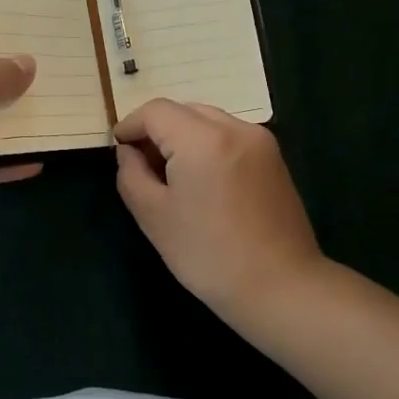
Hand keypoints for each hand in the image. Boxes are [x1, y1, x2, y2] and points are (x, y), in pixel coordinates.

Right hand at [114, 99, 323, 329]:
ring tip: (171, 174)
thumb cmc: (208, 255)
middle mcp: (235, 128)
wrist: (280, 288)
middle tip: (141, 164)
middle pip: (184, 110)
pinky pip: (230, 136)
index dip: (130, 125)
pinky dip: (207, 145)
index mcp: (203, 139)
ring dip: (182, 136)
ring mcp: (260, 142)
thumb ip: (131, 174)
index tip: (118, 149)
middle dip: (157, 129)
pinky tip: (201, 181)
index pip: (156, 111)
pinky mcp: (274, 159)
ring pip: (208, 120)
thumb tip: (128, 152)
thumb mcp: (153, 216)